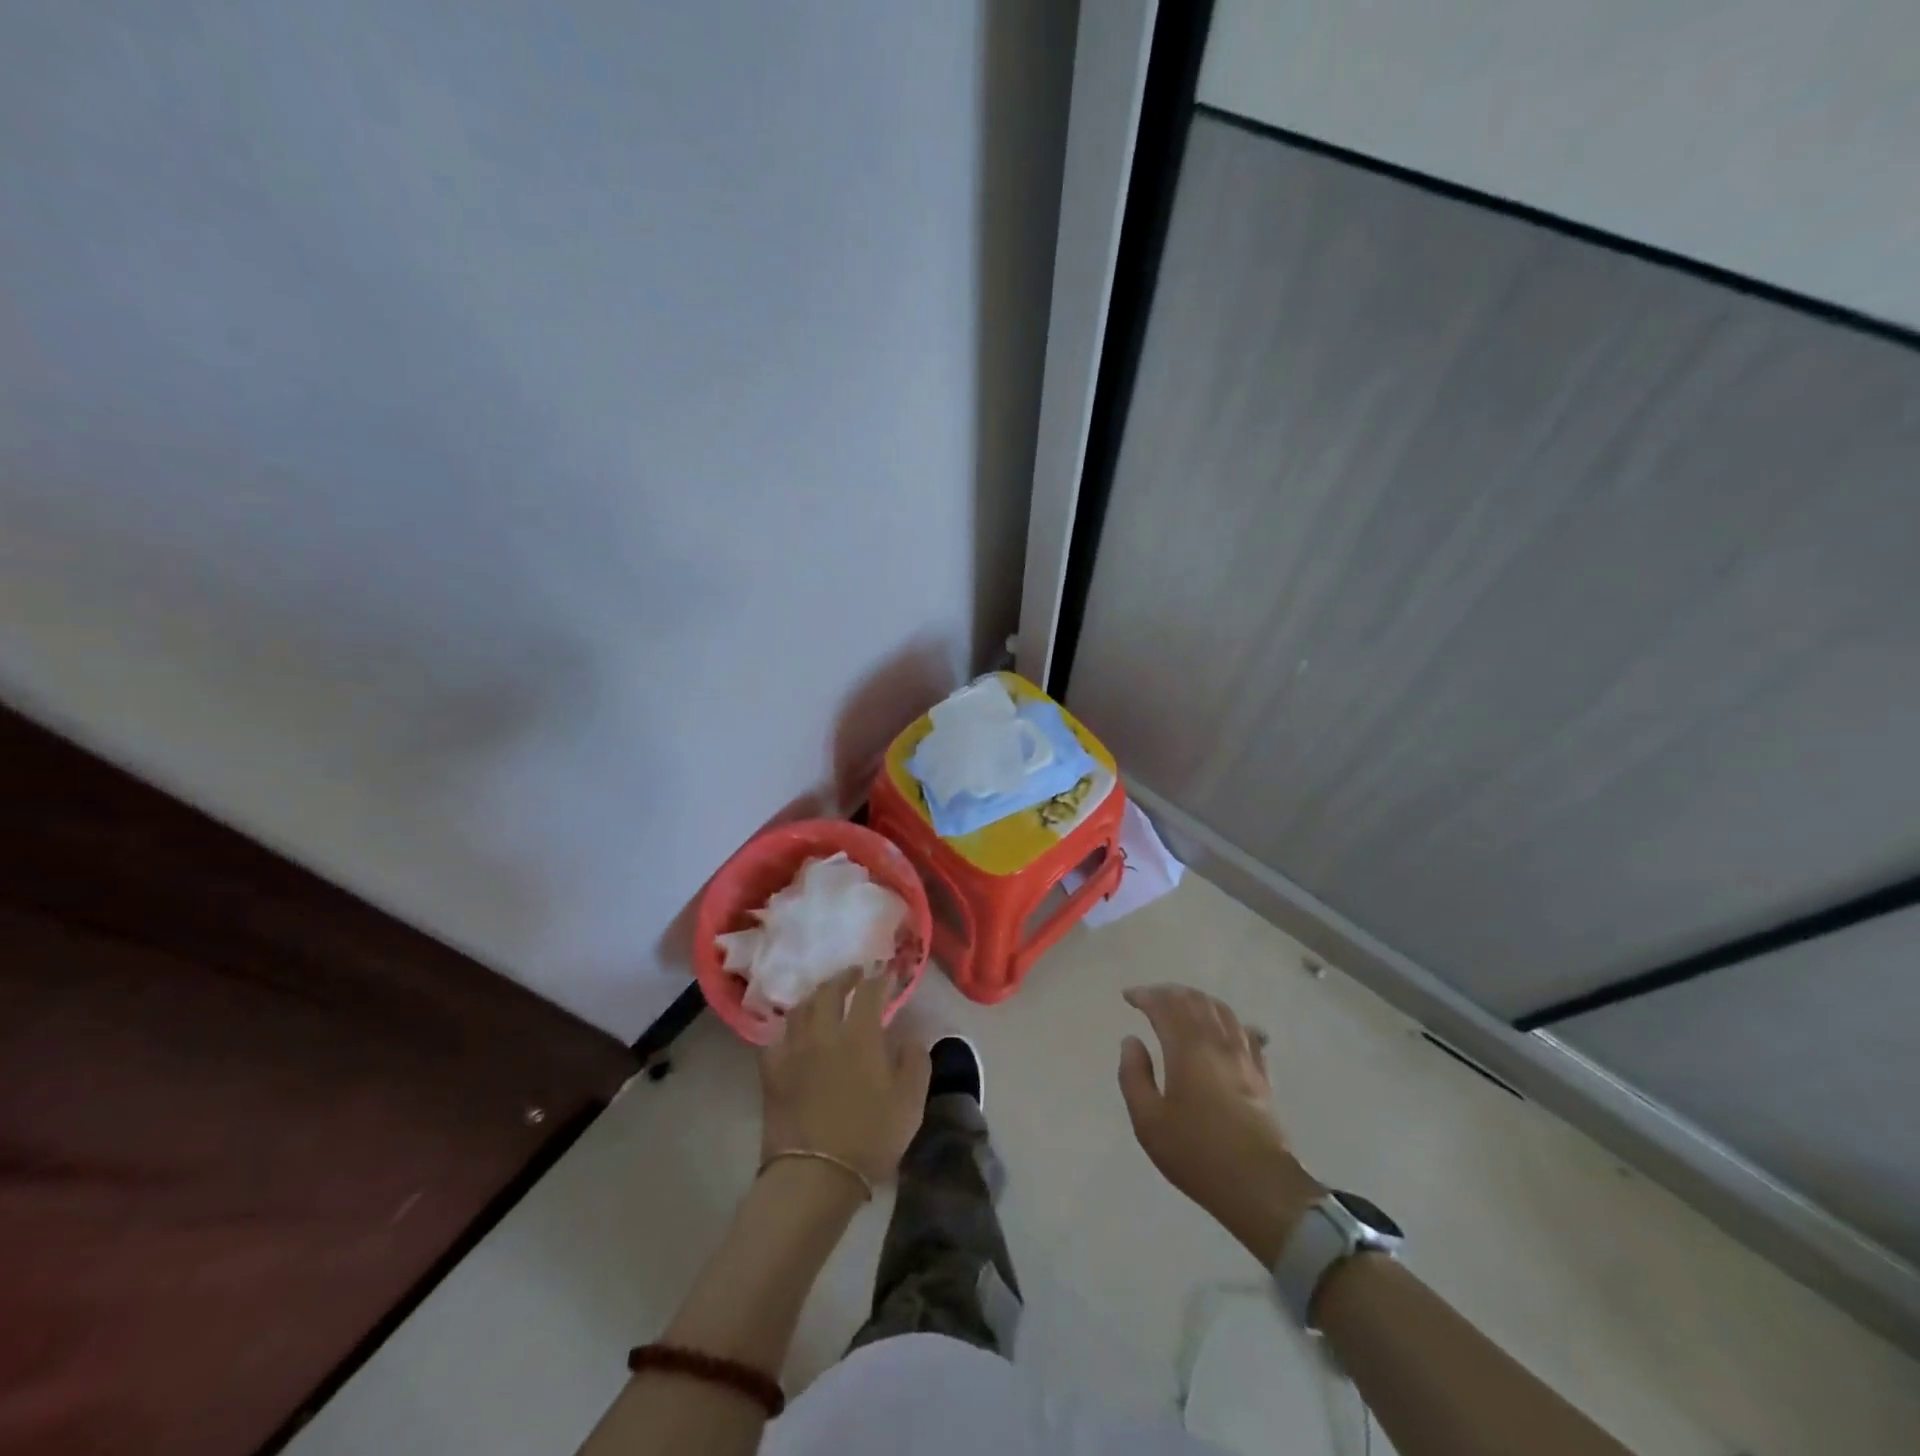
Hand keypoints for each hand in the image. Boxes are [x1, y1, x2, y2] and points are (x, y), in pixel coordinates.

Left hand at [758, 968, 930, 1188]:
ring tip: (823, 996)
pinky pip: (776, 1038)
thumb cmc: (869, 1137)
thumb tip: (911, 1038)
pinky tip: (793, 1033)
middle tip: (854, 974)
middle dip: (843, 978)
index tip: (886, 975)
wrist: (814, 1175)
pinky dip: (787, 1029)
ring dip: (815, 996)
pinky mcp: (772, 1073)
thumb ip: (915, 1062)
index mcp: (860, 1035)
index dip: (879, 979)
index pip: (868, 992)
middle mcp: (824, 1033)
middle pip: (829, 991)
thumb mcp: (910, 1103)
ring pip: (800, 1009)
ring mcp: (794, 1051)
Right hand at [1119, 984, 1323, 1264]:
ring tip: (1182, 1004)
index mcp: (1187, 1048)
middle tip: (1150, 997)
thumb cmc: (1196, 1153)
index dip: (1145, 996)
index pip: (1165, 1006)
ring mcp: (1244, 1056)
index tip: (1128, 996)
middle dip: (1169, 993)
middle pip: (1194, 1001)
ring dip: (1197, 1000)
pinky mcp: (1261, 1073)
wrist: (1259, 1186)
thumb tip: (1131, 1041)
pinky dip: (1227, 1019)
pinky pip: (1245, 1031)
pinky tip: (1223, 1027)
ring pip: (1222, 1011)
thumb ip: (1134, 1075)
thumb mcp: (1148, 1121)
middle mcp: (1217, 1042)